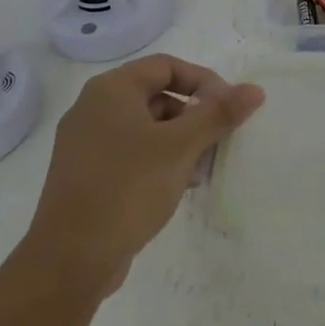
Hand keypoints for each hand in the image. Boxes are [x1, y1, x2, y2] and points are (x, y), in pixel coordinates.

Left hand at [23, 55, 263, 292]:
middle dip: (194, 116)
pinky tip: (178, 186)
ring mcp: (86, 144)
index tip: (228, 108)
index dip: (203, 81)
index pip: (167, 66)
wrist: (70, 259)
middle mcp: (93, 108)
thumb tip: (254, 89)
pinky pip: (131, 153)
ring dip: (179, 141)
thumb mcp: (180, 147)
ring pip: (146, 128)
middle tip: (218, 141)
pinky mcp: (86, 175)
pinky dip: (158, 161)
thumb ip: (218, 114)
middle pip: (157, 96)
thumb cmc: (127, 188)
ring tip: (202, 169)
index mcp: (111, 90)